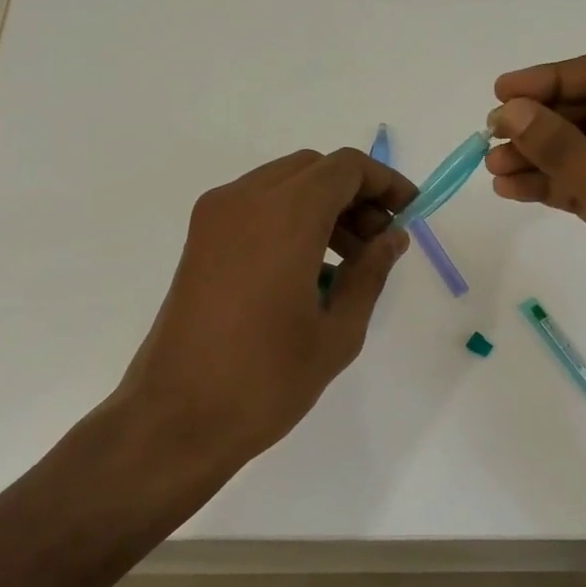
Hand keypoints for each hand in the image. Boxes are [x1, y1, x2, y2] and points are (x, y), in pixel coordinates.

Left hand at [114, 148, 415, 468]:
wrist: (175, 418)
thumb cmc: (265, 381)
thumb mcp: (337, 332)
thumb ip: (370, 274)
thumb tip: (392, 237)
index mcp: (284, 217)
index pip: (345, 168)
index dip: (384, 182)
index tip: (410, 212)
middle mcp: (244, 201)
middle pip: (313, 168)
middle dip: (354, 194)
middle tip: (379, 242)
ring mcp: (214, 218)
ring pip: (283, 184)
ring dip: (323, 206)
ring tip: (349, 261)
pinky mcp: (200, 240)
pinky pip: (256, 206)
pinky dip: (291, 218)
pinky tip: (308, 269)